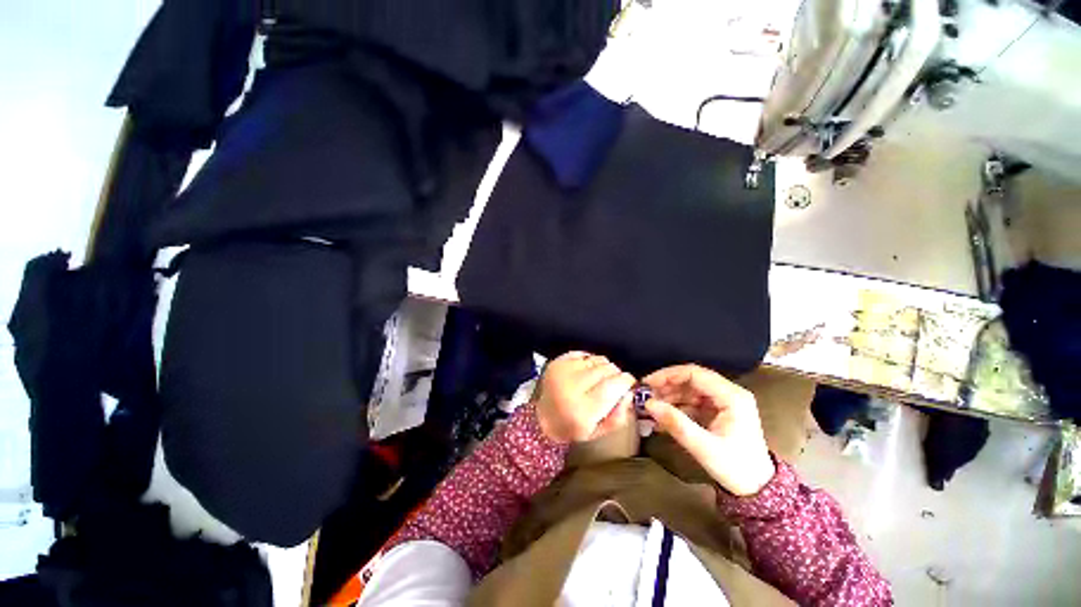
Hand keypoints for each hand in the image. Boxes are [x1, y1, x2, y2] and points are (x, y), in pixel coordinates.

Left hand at [534, 352, 636, 442]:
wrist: (544, 418)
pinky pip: (584, 353)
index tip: (629, 383)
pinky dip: (590, 361)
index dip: (626, 381)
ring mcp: (562, 371)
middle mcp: (571, 387)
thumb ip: (619, 416)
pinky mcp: (558, 362)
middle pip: (606, 370)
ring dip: (604, 367)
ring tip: (599, 379)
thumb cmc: (573, 427)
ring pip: (597, 359)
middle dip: (616, 374)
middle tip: (614, 384)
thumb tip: (629, 393)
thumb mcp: (599, 432)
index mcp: (582, 410)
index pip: (612, 386)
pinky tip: (587, 372)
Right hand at [643, 365, 774, 495]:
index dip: (669, 375)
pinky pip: (692, 403)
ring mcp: (723, 403)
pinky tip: (661, 418)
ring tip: (650, 407)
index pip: (695, 374)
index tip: (648, 383)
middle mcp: (729, 394)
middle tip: (646, 396)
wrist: (757, 491)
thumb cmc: (735, 468)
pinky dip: (676, 408)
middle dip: (667, 386)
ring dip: (669, 397)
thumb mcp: (703, 447)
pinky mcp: (717, 412)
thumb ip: (676, 423)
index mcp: (732, 397)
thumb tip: (649, 404)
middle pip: (691, 380)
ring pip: (689, 390)